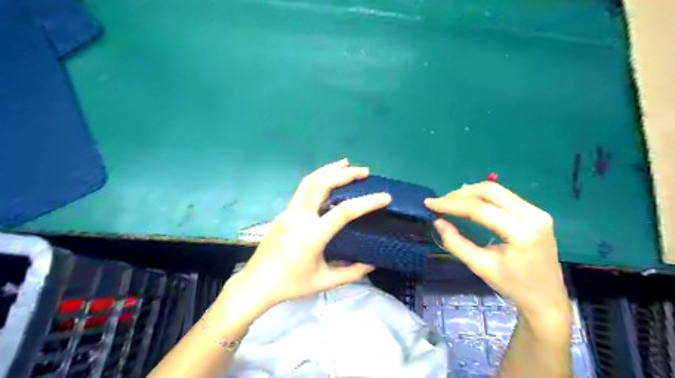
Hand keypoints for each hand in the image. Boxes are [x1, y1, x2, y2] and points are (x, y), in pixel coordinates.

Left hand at [231, 160, 389, 318]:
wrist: (255, 284)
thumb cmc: (290, 285)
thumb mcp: (324, 282)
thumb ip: (351, 273)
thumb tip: (372, 262)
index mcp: (312, 236)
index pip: (344, 211)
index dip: (367, 202)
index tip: (385, 196)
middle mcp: (299, 218)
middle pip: (322, 184)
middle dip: (345, 173)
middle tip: (364, 171)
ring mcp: (288, 212)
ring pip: (309, 182)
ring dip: (328, 170)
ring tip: (346, 163)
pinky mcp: (283, 213)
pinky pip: (302, 191)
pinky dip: (318, 180)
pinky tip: (327, 182)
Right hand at [426, 182, 568, 322]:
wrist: (547, 299)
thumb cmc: (513, 286)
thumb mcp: (481, 266)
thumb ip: (456, 243)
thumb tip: (438, 222)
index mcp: (522, 233)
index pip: (481, 209)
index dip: (452, 204)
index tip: (430, 203)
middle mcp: (534, 216)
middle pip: (491, 191)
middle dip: (460, 194)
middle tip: (440, 202)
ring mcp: (538, 212)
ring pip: (497, 190)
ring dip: (470, 193)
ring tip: (450, 202)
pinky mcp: (536, 213)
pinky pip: (504, 196)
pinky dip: (482, 197)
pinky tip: (468, 202)